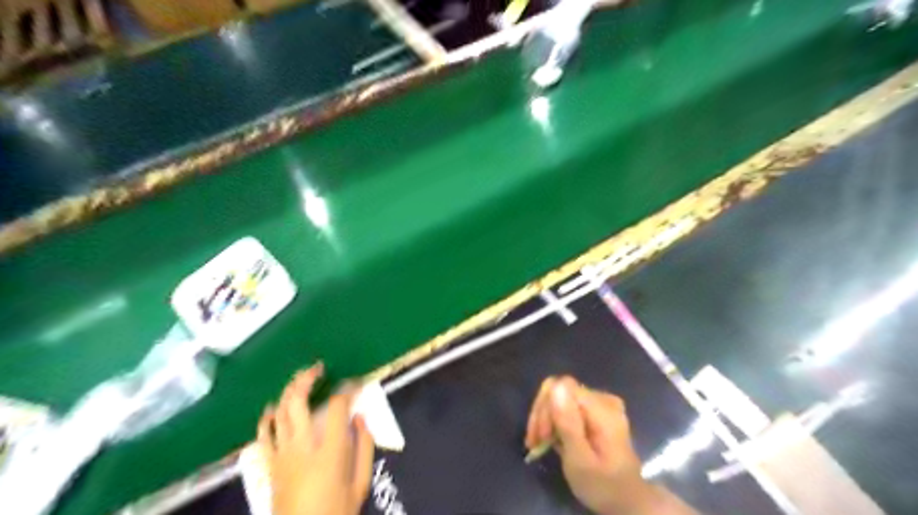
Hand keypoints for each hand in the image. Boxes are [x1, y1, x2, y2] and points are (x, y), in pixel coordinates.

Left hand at [255, 365, 374, 514]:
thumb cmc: (336, 512)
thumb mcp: (360, 484)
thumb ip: (365, 446)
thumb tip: (360, 416)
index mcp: (330, 451)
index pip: (338, 407)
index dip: (348, 390)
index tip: (355, 384)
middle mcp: (302, 446)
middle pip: (299, 401)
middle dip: (308, 378)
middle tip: (319, 367)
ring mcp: (281, 455)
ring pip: (280, 412)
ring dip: (289, 391)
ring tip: (300, 378)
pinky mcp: (270, 465)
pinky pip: (264, 434)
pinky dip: (268, 417)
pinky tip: (274, 408)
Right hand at [524, 374, 695, 514]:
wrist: (626, 501)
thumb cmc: (602, 485)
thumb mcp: (580, 460)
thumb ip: (568, 423)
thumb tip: (556, 387)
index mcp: (602, 408)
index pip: (562, 386)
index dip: (546, 406)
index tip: (539, 435)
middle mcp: (602, 399)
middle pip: (559, 390)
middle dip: (542, 414)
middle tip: (534, 443)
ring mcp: (600, 404)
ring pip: (560, 398)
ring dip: (545, 419)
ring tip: (537, 444)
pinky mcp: (595, 412)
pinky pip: (567, 406)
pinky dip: (554, 422)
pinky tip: (547, 440)